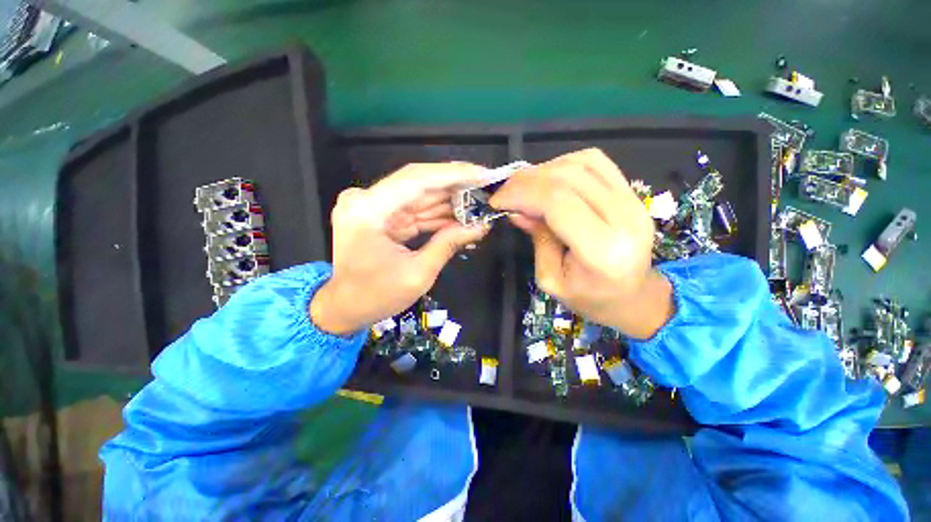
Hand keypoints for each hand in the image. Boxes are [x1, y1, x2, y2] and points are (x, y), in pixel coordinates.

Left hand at [310, 163, 490, 334]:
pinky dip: (438, 214)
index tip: (482, 174)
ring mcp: (372, 206)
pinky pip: (415, 209)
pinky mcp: (381, 215)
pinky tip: (461, 215)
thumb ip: (448, 244)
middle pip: (419, 183)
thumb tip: (479, 227)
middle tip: (486, 186)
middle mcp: (366, 200)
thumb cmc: (376, 296)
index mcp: (368, 211)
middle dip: (455, 185)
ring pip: (419, 195)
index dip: (453, 175)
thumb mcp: (418, 274)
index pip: (416, 180)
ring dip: (450, 199)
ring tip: (480, 201)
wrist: (344, 307)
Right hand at [489, 148, 672, 338]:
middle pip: (569, 177)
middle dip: (526, 180)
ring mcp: (634, 201)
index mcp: (603, 250)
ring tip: (523, 187)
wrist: (633, 296)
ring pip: (582, 162)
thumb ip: (537, 239)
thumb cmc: (590, 298)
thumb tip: (516, 210)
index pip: (558, 202)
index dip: (522, 194)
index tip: (497, 201)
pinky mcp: (633, 193)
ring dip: (544, 169)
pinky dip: (564, 164)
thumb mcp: (551, 279)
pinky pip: (596, 162)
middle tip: (504, 192)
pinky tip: (548, 180)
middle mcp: (625, 218)